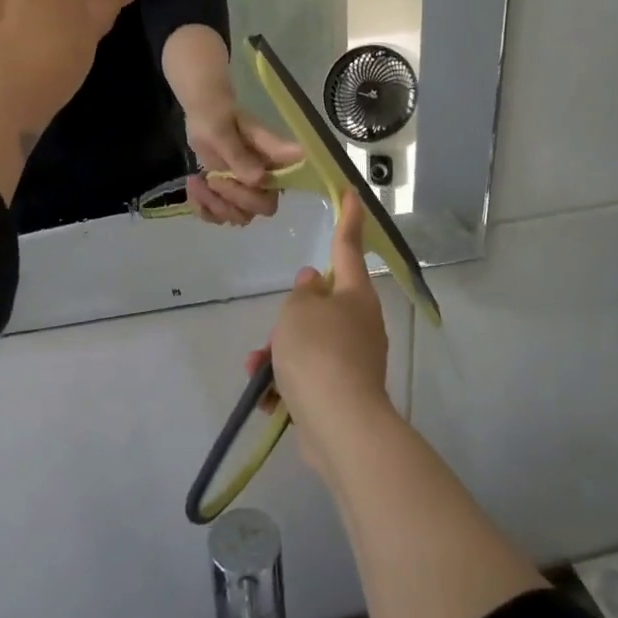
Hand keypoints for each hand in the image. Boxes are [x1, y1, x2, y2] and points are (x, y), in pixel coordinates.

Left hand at [184, 103, 301, 226]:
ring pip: (237, 216)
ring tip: (196, 181)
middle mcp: (265, 181)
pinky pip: (219, 216)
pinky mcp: (230, 195)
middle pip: (256, 210)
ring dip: (213, 205)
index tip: (225, 176)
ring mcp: (248, 190)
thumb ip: (240, 155)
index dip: (249, 197)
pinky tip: (193, 190)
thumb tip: (260, 179)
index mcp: (272, 164)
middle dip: (229, 200)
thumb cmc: (217, 114)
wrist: (204, 112)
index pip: (272, 197)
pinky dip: (203, 208)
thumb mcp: (224, 132)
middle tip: (210, 179)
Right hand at [246, 196, 392, 479]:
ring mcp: (354, 360)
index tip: (351, 193)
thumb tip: (313, 284)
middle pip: (321, 305)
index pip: (347, 246)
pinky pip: (308, 376)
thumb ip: (302, 293)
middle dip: (290, 318)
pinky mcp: (342, 392)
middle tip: (273, 331)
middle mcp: (360, 323)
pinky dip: (286, 382)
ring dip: (279, 353)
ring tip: (258, 369)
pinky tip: (267, 396)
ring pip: (309, 343)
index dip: (348, 218)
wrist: (339, 424)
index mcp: (354, 294)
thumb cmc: (318, 352)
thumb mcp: (298, 311)